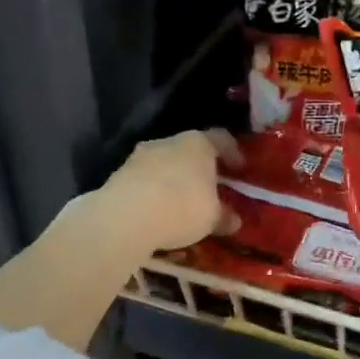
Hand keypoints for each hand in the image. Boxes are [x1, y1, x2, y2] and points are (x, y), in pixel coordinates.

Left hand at [97, 129, 241, 253]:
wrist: (124, 218)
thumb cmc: (181, 208)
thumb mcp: (212, 218)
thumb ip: (224, 216)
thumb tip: (234, 219)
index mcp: (198, 143)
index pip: (221, 138)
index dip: (233, 153)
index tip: (240, 169)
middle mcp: (169, 141)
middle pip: (190, 150)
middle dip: (200, 168)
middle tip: (209, 188)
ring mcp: (140, 156)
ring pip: (164, 163)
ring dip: (173, 179)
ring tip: (180, 203)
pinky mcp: (119, 174)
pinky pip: (144, 179)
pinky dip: (153, 191)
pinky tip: (156, 211)